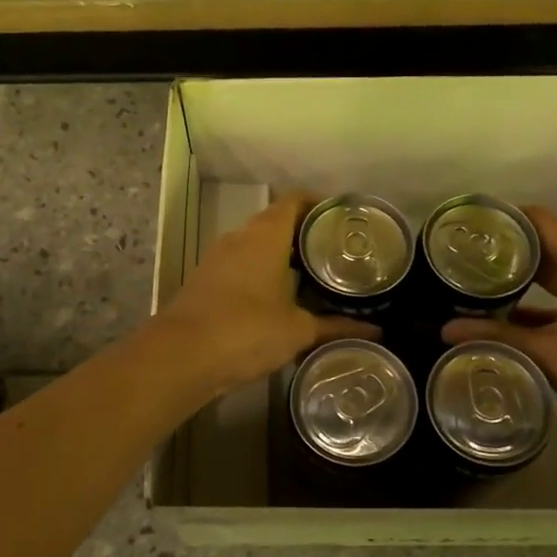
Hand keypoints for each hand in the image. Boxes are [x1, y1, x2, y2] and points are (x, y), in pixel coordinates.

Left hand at [155, 193, 376, 394]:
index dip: (319, 204)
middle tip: (335, 253)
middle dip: (304, 234)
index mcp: (265, 235)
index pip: (295, 200)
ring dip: (280, 256)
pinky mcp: (205, 281)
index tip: (341, 219)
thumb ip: (335, 326)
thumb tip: (374, 330)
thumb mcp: (298, 330)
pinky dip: (260, 274)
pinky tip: (278, 299)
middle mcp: (239, 237)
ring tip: (312, 276)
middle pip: (275, 222)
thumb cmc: (247, 330)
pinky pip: (240, 266)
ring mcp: (217, 258)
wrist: (182, 356)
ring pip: (255, 245)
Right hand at [442, 205, 556, 432]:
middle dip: (507, 249)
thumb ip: (495, 337)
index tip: (468, 228)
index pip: (539, 220)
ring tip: (477, 283)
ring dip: (522, 276)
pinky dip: (540, 299)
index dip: (504, 218)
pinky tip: (508, 317)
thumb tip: (444, 330)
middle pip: (546, 242)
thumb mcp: (547, 353)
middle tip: (463, 257)